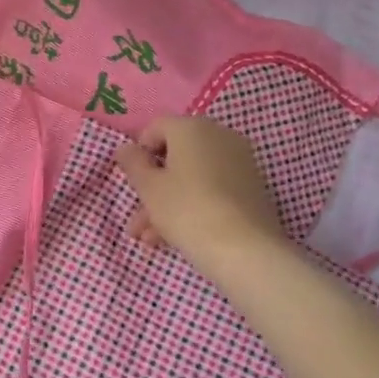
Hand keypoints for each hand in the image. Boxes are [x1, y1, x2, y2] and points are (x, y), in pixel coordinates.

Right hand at [116, 117, 283, 274]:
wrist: (245, 250)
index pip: (156, 127)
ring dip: (167, 203)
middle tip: (137, 220)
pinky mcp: (251, 189)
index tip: (132, 181)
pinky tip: (174, 237)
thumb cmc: (187, 210)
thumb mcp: (149, 188)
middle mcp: (220, 136)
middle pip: (174, 156)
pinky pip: (212, 190)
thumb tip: (126, 149)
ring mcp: (240, 163)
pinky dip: (193, 206)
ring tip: (150, 239)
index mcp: (192, 127)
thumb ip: (133, 163)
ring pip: (192, 177)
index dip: (138, 153)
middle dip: (152, 187)